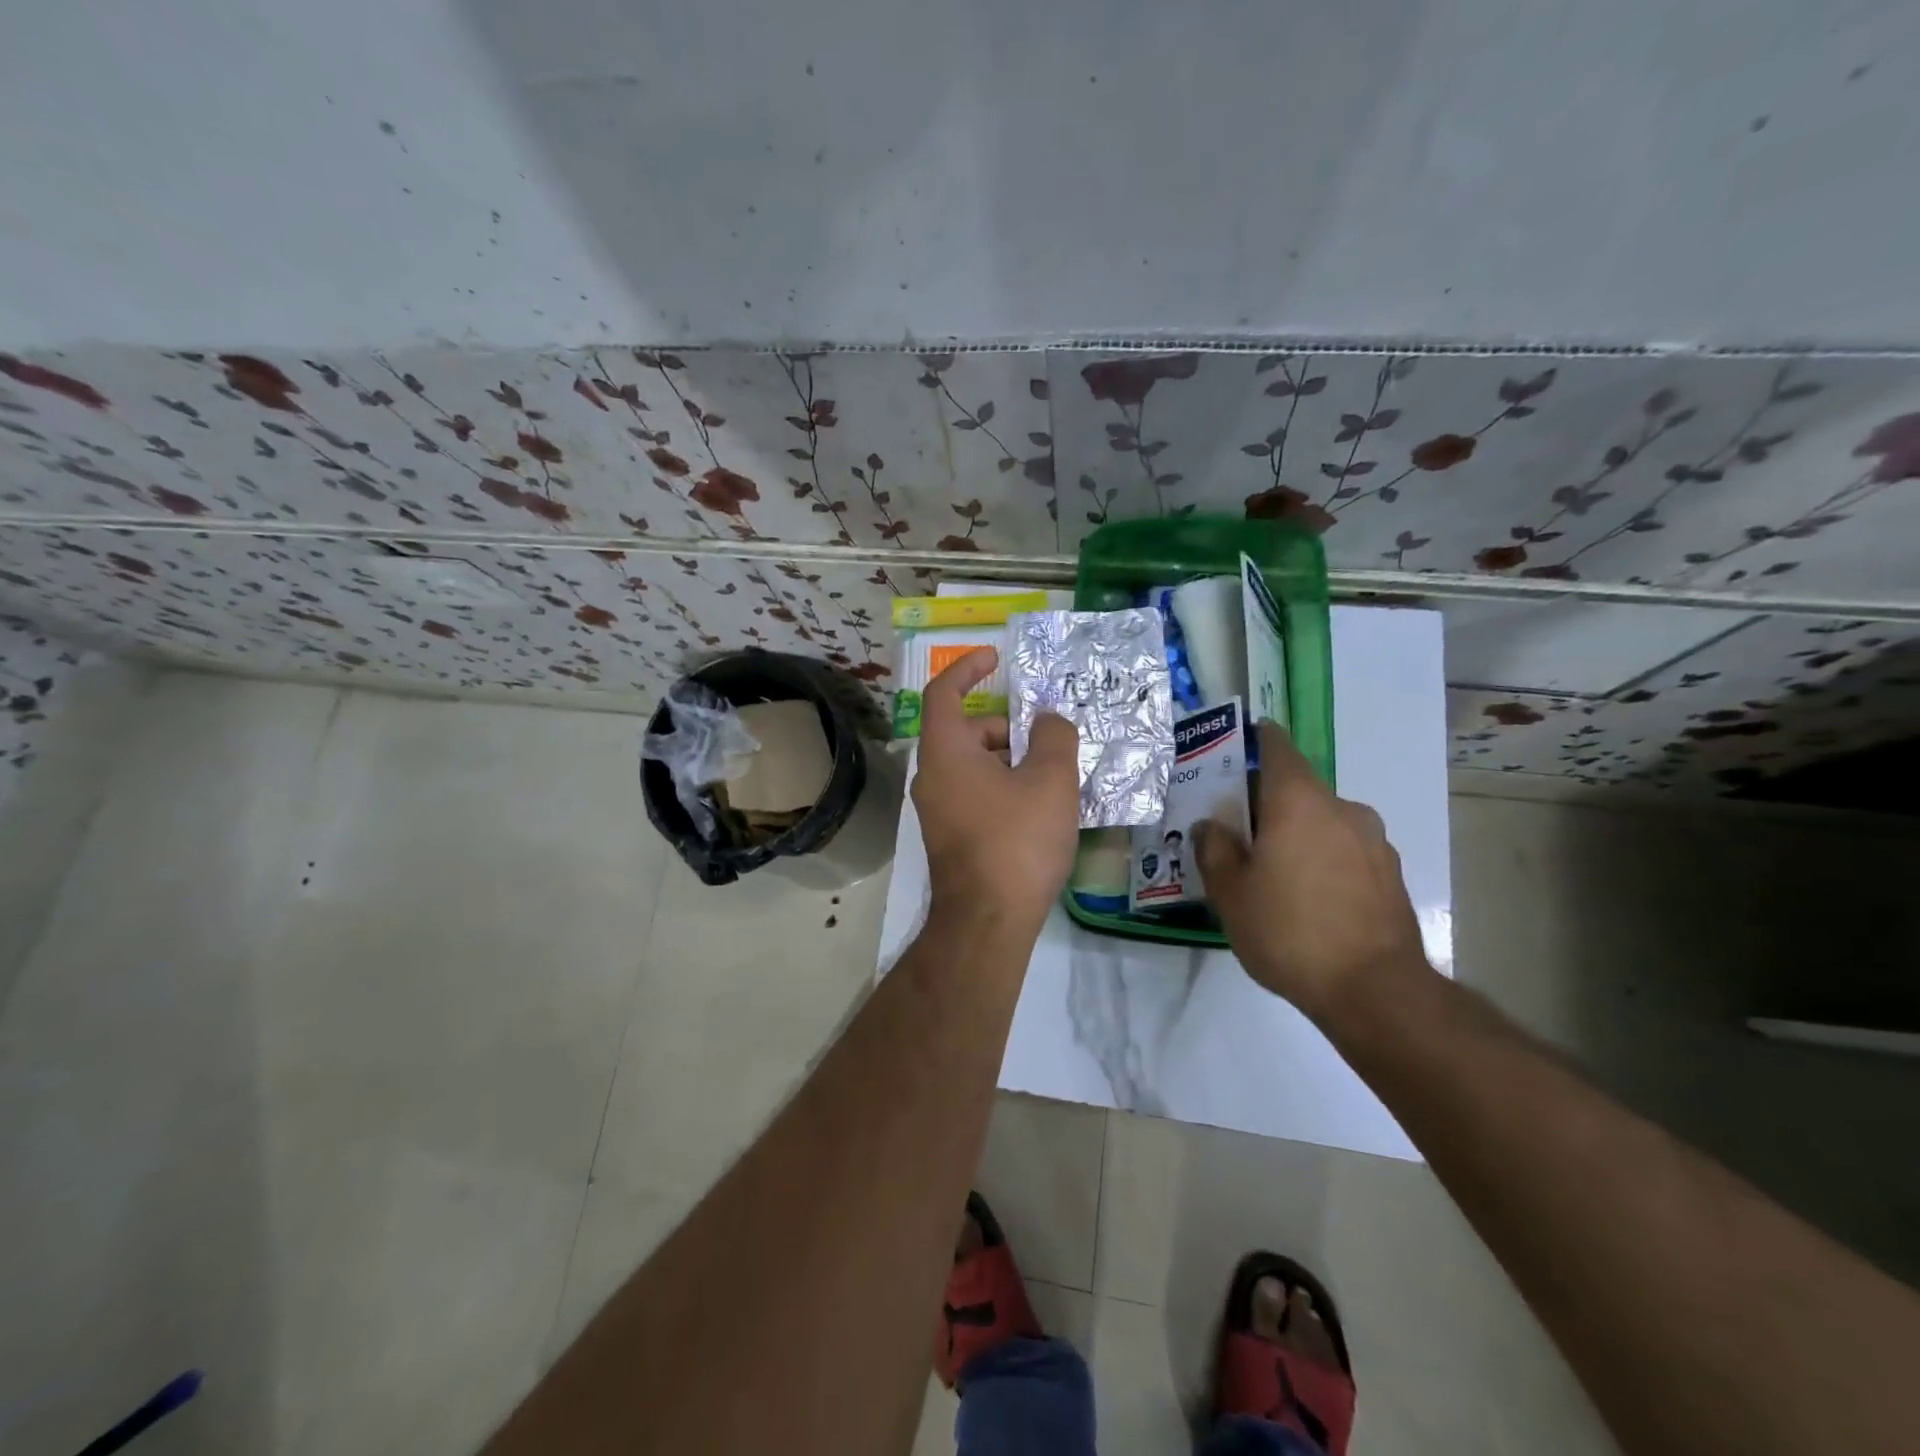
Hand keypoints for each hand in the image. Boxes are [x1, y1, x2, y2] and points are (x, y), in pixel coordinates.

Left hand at [912, 647, 1079, 937]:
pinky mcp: (950, 836)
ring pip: (973, 766)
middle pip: (965, 731)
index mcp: (945, 752)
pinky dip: (1002, 787)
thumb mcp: (1050, 780)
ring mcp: (937, 810)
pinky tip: (1038, 809)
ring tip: (1052, 778)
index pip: (943, 693)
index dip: (966, 668)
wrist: (988, 921)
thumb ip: (1054, 736)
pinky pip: (975, 794)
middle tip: (1048, 742)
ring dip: (1009, 760)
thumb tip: (1047, 722)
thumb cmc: (1017, 840)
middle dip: (1006, 727)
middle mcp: (932, 777)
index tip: (994, 659)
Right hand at [1195, 722, 1426, 1021]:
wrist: (1376, 991)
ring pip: (1322, 821)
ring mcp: (1373, 841)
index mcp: (1299, 801)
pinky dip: (1322, 858)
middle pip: (1297, 788)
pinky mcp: (1390, 874)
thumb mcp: (1230, 893)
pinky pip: (1345, 850)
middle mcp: (1342, 808)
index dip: (1252, 741)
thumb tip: (1211, 826)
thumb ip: (1214, 849)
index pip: (1276, 746)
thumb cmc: (1290, 931)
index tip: (1231, 752)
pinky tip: (1307, 897)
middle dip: (1265, 803)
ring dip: (1296, 833)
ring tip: (1272, 871)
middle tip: (1236, 831)